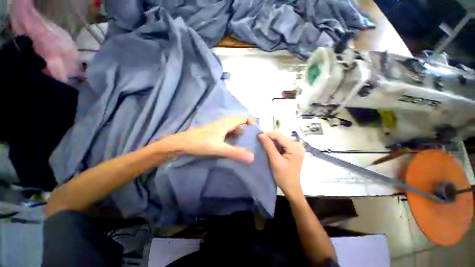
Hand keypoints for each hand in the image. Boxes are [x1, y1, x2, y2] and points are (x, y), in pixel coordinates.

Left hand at [164, 116, 255, 162]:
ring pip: (234, 129)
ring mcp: (219, 127)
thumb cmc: (200, 143)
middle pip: (240, 124)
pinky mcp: (216, 132)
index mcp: (227, 123)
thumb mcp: (219, 148)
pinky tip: (234, 146)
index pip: (244, 118)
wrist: (182, 143)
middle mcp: (224, 123)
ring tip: (246, 146)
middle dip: (247, 132)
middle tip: (253, 143)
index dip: (252, 123)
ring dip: (241, 136)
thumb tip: (252, 157)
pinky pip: (229, 133)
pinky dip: (234, 138)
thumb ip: (235, 152)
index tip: (256, 134)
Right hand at [258, 131, 304, 196]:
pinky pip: (281, 145)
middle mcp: (297, 146)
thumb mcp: (275, 160)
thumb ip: (268, 146)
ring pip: (280, 141)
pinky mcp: (292, 152)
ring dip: (271, 141)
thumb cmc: (283, 176)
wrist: (291, 188)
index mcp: (295, 148)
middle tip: (258, 140)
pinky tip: (268, 148)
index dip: (268, 134)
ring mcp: (295, 149)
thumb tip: (260, 134)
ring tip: (261, 143)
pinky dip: (274, 146)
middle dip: (269, 138)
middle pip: (280, 137)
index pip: (279, 136)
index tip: (257, 136)